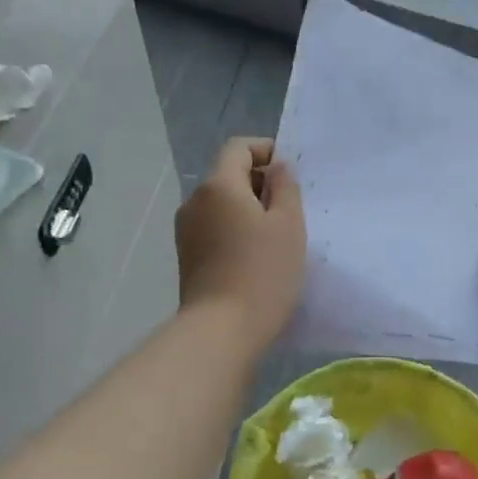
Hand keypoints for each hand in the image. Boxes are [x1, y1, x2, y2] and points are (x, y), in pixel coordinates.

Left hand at [176, 136, 305, 354]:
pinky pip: (214, 227)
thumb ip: (285, 187)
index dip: (265, 150)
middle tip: (291, 208)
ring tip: (276, 235)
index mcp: (218, 185)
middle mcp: (195, 201)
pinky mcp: (187, 256)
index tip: (290, 173)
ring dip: (248, 209)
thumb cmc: (262, 272)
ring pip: (221, 204)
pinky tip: (256, 256)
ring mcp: (186, 231)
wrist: (221, 330)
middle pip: (228, 175)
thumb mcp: (288, 225)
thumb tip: (277, 167)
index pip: (238, 148)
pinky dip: (235, 229)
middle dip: (260, 183)